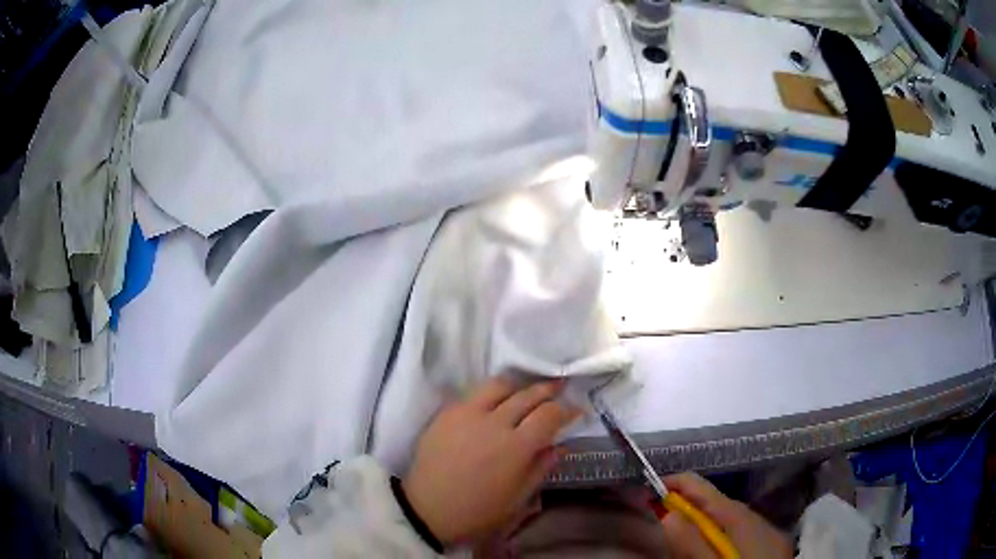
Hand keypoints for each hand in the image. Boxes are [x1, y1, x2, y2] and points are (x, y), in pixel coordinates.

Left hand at [402, 376, 579, 545]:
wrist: (427, 509)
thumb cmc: (478, 511)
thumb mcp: (518, 498)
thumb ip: (541, 467)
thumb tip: (560, 445)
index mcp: (516, 447)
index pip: (549, 415)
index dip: (566, 409)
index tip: (575, 410)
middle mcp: (494, 423)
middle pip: (528, 395)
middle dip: (548, 390)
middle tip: (559, 388)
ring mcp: (467, 414)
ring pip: (499, 385)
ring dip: (518, 386)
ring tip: (524, 392)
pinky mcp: (446, 413)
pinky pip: (473, 394)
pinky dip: (490, 394)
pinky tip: (493, 404)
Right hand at [661, 473, 792, 558]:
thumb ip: (691, 543)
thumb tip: (666, 512)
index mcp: (738, 515)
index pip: (700, 487)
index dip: (671, 485)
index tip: (644, 492)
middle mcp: (751, 515)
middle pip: (710, 502)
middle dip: (682, 506)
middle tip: (655, 520)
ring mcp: (761, 528)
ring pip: (722, 517)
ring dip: (697, 521)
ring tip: (678, 535)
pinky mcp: (765, 542)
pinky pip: (734, 529)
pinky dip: (714, 533)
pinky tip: (709, 547)